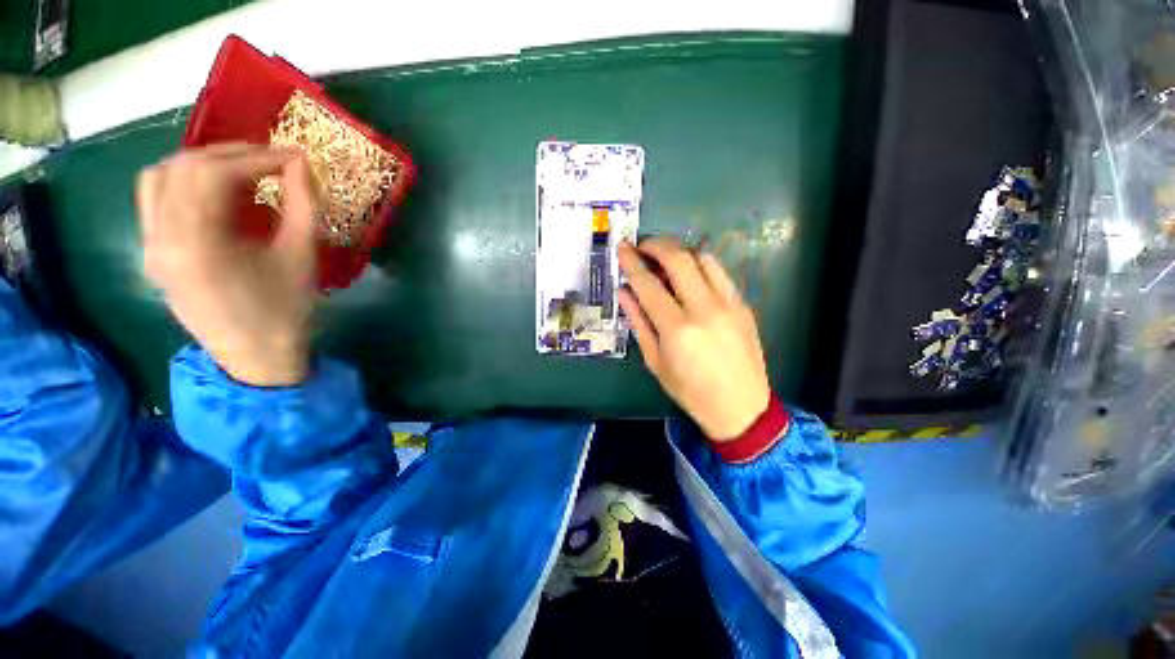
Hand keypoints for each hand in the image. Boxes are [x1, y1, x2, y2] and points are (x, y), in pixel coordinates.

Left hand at [136, 143, 318, 385]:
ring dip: (200, 163)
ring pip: (159, 179)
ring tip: (240, 170)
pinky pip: (155, 200)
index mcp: (198, 244)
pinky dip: (183, 183)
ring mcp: (150, 246)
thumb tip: (301, 165)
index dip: (256, 157)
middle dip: (229, 154)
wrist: (256, 355)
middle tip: (269, 159)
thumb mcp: (302, 257)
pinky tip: (214, 192)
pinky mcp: (152, 253)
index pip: (214, 175)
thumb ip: (303, 206)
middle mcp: (160, 238)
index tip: (292, 157)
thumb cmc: (286, 310)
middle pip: (181, 168)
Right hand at [618, 237, 770, 440]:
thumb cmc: (690, 390)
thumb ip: (639, 322)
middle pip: (679, 258)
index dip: (632, 262)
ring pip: (703, 257)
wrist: (740, 406)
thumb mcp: (655, 361)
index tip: (622, 247)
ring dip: (680, 250)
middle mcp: (704, 309)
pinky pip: (719, 272)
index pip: (648, 284)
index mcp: (677, 328)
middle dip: (656, 244)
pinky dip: (700, 264)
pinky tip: (689, 275)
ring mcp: (729, 303)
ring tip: (665, 258)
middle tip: (643, 246)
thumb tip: (624, 292)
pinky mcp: (743, 304)